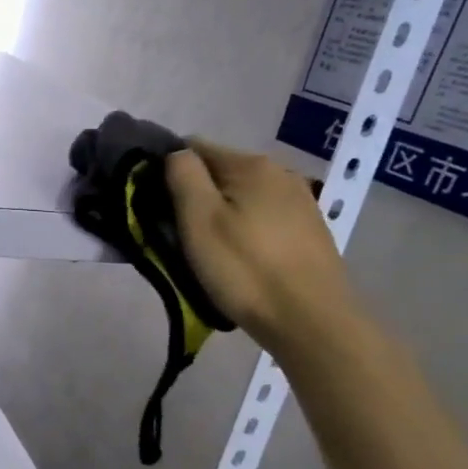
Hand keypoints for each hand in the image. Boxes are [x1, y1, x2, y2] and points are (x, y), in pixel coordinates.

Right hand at [165, 140, 360, 359]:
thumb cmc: (245, 269)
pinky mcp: (309, 230)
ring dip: (221, 215)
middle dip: (195, 196)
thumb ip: (182, 175)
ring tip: (209, 251)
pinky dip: (244, 230)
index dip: (167, 172)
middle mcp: (280, 172)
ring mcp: (300, 201)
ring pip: (242, 197)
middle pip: (219, 172)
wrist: (311, 321)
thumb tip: (174, 153)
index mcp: (251, 165)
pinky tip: (241, 259)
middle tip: (179, 235)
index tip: (155, 206)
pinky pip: (263, 218)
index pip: (193, 147)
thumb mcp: (199, 220)